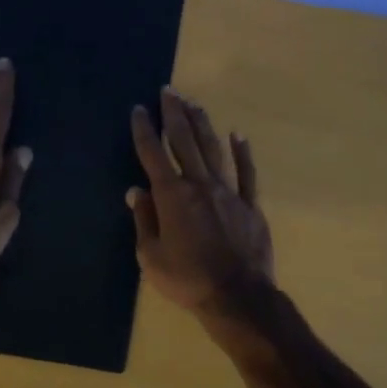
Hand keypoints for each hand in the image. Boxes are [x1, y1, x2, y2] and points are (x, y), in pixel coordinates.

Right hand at [127, 87, 273, 322]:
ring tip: (194, 104)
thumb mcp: (151, 256)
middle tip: (169, 90)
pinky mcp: (250, 204)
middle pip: (185, 141)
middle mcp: (200, 184)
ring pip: (214, 149)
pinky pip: (247, 172)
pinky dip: (243, 152)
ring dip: (203, 124)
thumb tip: (135, 191)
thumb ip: (144, 220)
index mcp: (172, 196)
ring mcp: (228, 191)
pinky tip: (239, 135)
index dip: (145, 130)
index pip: (153, 154)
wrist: (237, 297)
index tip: (140, 109)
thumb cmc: (187, 280)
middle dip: (175, 114)